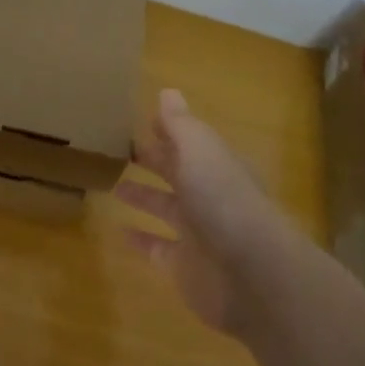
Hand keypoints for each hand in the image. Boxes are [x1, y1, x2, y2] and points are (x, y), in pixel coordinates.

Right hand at [115, 89, 294, 338]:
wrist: (251, 273)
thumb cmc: (223, 200)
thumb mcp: (200, 150)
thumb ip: (181, 124)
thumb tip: (168, 91)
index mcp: (216, 165)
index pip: (190, 142)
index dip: (169, 131)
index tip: (144, 120)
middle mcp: (209, 196)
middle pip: (178, 173)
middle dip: (155, 160)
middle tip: (121, 149)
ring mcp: (198, 233)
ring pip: (166, 208)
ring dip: (144, 196)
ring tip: (113, 184)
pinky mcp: (184, 266)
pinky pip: (157, 248)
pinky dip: (140, 239)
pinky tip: (118, 229)